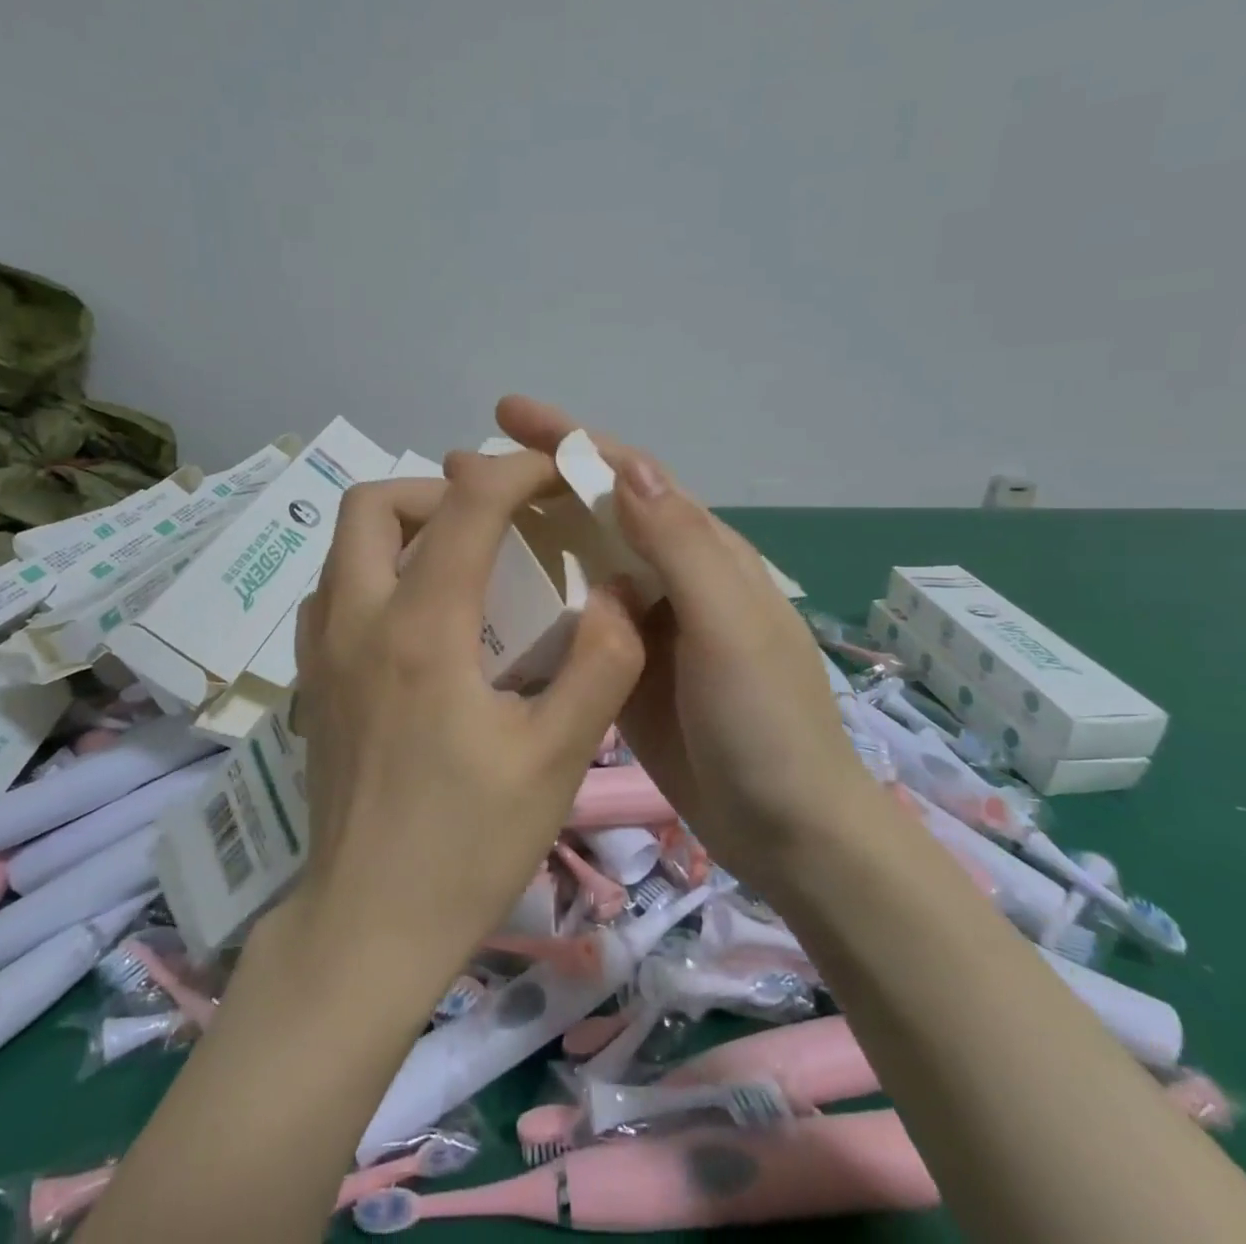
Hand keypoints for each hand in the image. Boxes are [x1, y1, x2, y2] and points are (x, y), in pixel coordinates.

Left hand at [281, 451, 645, 995]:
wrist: (366, 928)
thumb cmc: (466, 845)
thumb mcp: (557, 758)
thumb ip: (600, 663)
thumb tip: (617, 591)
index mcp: (422, 628)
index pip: (467, 502)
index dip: (518, 470)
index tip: (557, 475)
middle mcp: (357, 619)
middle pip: (374, 501)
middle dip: (440, 489)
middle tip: (494, 523)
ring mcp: (321, 650)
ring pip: (345, 544)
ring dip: (404, 528)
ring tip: (461, 563)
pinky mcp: (310, 681)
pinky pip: (334, 590)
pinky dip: (376, 572)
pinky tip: (420, 619)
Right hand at [496, 396, 870, 899]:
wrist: (785, 830)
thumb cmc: (764, 722)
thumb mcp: (729, 626)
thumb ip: (681, 545)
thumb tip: (626, 466)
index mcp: (702, 550)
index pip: (630, 476)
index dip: (570, 440)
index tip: (506, 415)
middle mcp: (670, 574)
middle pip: (596, 510)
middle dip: (534, 480)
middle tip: (459, 470)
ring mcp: (644, 622)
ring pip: (578, 559)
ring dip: (527, 532)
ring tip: (460, 522)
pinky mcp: (623, 664)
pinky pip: (572, 614)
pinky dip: (534, 593)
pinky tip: (489, 595)